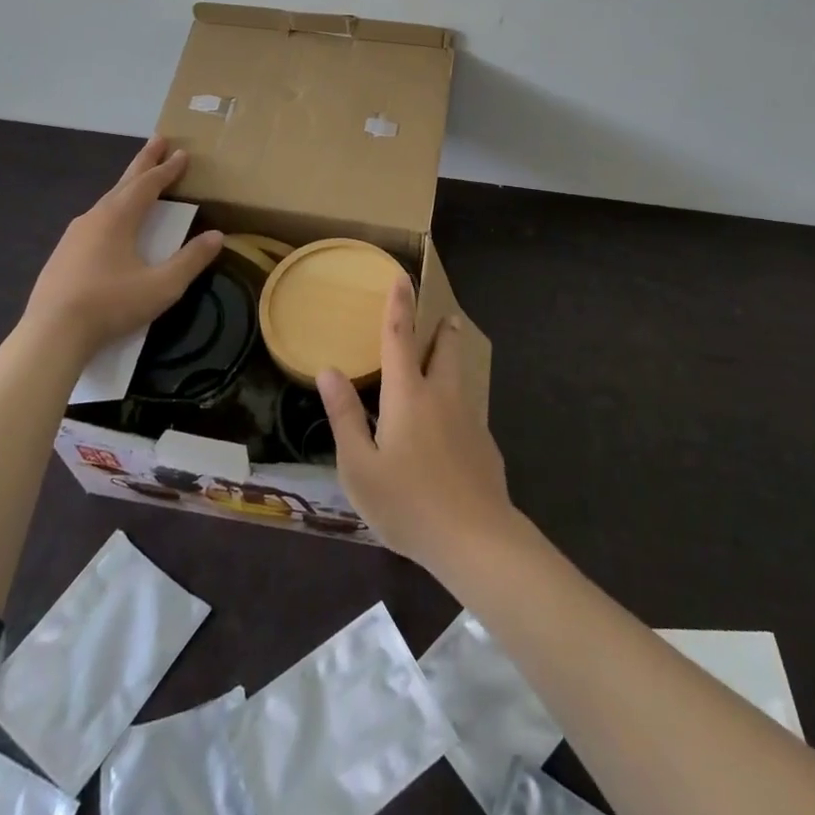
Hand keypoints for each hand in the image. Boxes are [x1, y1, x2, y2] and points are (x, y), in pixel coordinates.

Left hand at [21, 137, 223, 356]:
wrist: (51, 334)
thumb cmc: (111, 304)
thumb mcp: (162, 286)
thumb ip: (191, 260)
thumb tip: (217, 236)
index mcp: (118, 218)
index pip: (148, 184)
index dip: (168, 169)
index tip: (182, 153)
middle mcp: (95, 217)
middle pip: (124, 182)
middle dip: (144, 161)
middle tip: (159, 140)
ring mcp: (75, 235)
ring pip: (107, 201)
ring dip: (127, 186)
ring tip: (139, 180)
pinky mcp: (64, 254)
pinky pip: (95, 220)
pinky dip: (113, 208)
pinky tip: (112, 223)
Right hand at [319, 278, 514, 572]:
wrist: (476, 538)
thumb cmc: (408, 503)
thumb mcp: (360, 467)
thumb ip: (344, 417)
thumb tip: (328, 371)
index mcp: (407, 395)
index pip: (399, 337)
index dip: (399, 304)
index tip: (403, 276)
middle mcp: (441, 396)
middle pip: (444, 350)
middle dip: (442, 330)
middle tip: (444, 317)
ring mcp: (469, 419)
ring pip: (461, 377)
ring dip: (453, 359)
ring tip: (449, 355)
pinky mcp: (485, 444)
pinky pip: (468, 411)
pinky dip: (458, 404)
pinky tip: (453, 430)